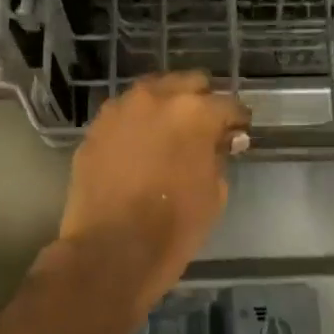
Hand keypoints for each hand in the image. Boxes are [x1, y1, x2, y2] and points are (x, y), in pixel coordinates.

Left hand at [56, 73, 251, 313]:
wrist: (111, 250)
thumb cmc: (174, 226)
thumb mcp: (214, 193)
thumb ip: (219, 157)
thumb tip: (220, 143)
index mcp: (195, 112)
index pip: (228, 105)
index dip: (237, 120)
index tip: (238, 133)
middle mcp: (156, 99)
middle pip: (187, 83)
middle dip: (200, 101)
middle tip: (204, 128)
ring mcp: (120, 111)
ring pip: (151, 94)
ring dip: (165, 108)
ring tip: (169, 134)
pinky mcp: (95, 129)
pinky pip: (124, 116)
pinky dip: (137, 125)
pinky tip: (140, 147)